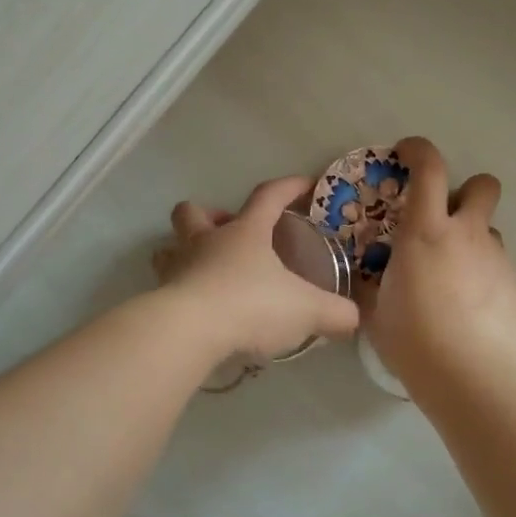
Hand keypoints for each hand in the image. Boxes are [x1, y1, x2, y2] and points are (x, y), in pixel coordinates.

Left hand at [153, 176, 360, 364]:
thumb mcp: (306, 310)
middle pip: (194, 212)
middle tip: (228, 233)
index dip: (288, 187)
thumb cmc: (251, 305)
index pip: (268, 196)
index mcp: (244, 233)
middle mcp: (206, 242)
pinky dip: (180, 291)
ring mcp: (178, 268)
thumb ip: (335, 313)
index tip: (305, 184)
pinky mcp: (161, 298)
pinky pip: (166, 286)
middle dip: (209, 215)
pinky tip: (198, 309)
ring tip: (206, 270)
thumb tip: (354, 318)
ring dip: (184, 251)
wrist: (190, 332)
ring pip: (169, 247)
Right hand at [364, 136, 515, 386]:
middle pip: (483, 185)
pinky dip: (484, 277)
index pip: (429, 167)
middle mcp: (467, 234)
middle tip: (446, 219)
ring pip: (489, 231)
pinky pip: (499, 267)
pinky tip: (471, 309)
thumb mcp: (376, 308)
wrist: (469, 374)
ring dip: (472, 242)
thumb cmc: (411, 336)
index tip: (407, 153)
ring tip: (454, 278)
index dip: (419, 150)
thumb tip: (364, 281)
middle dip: (467, 191)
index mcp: (426, 231)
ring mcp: (497, 259)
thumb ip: (372, 285)